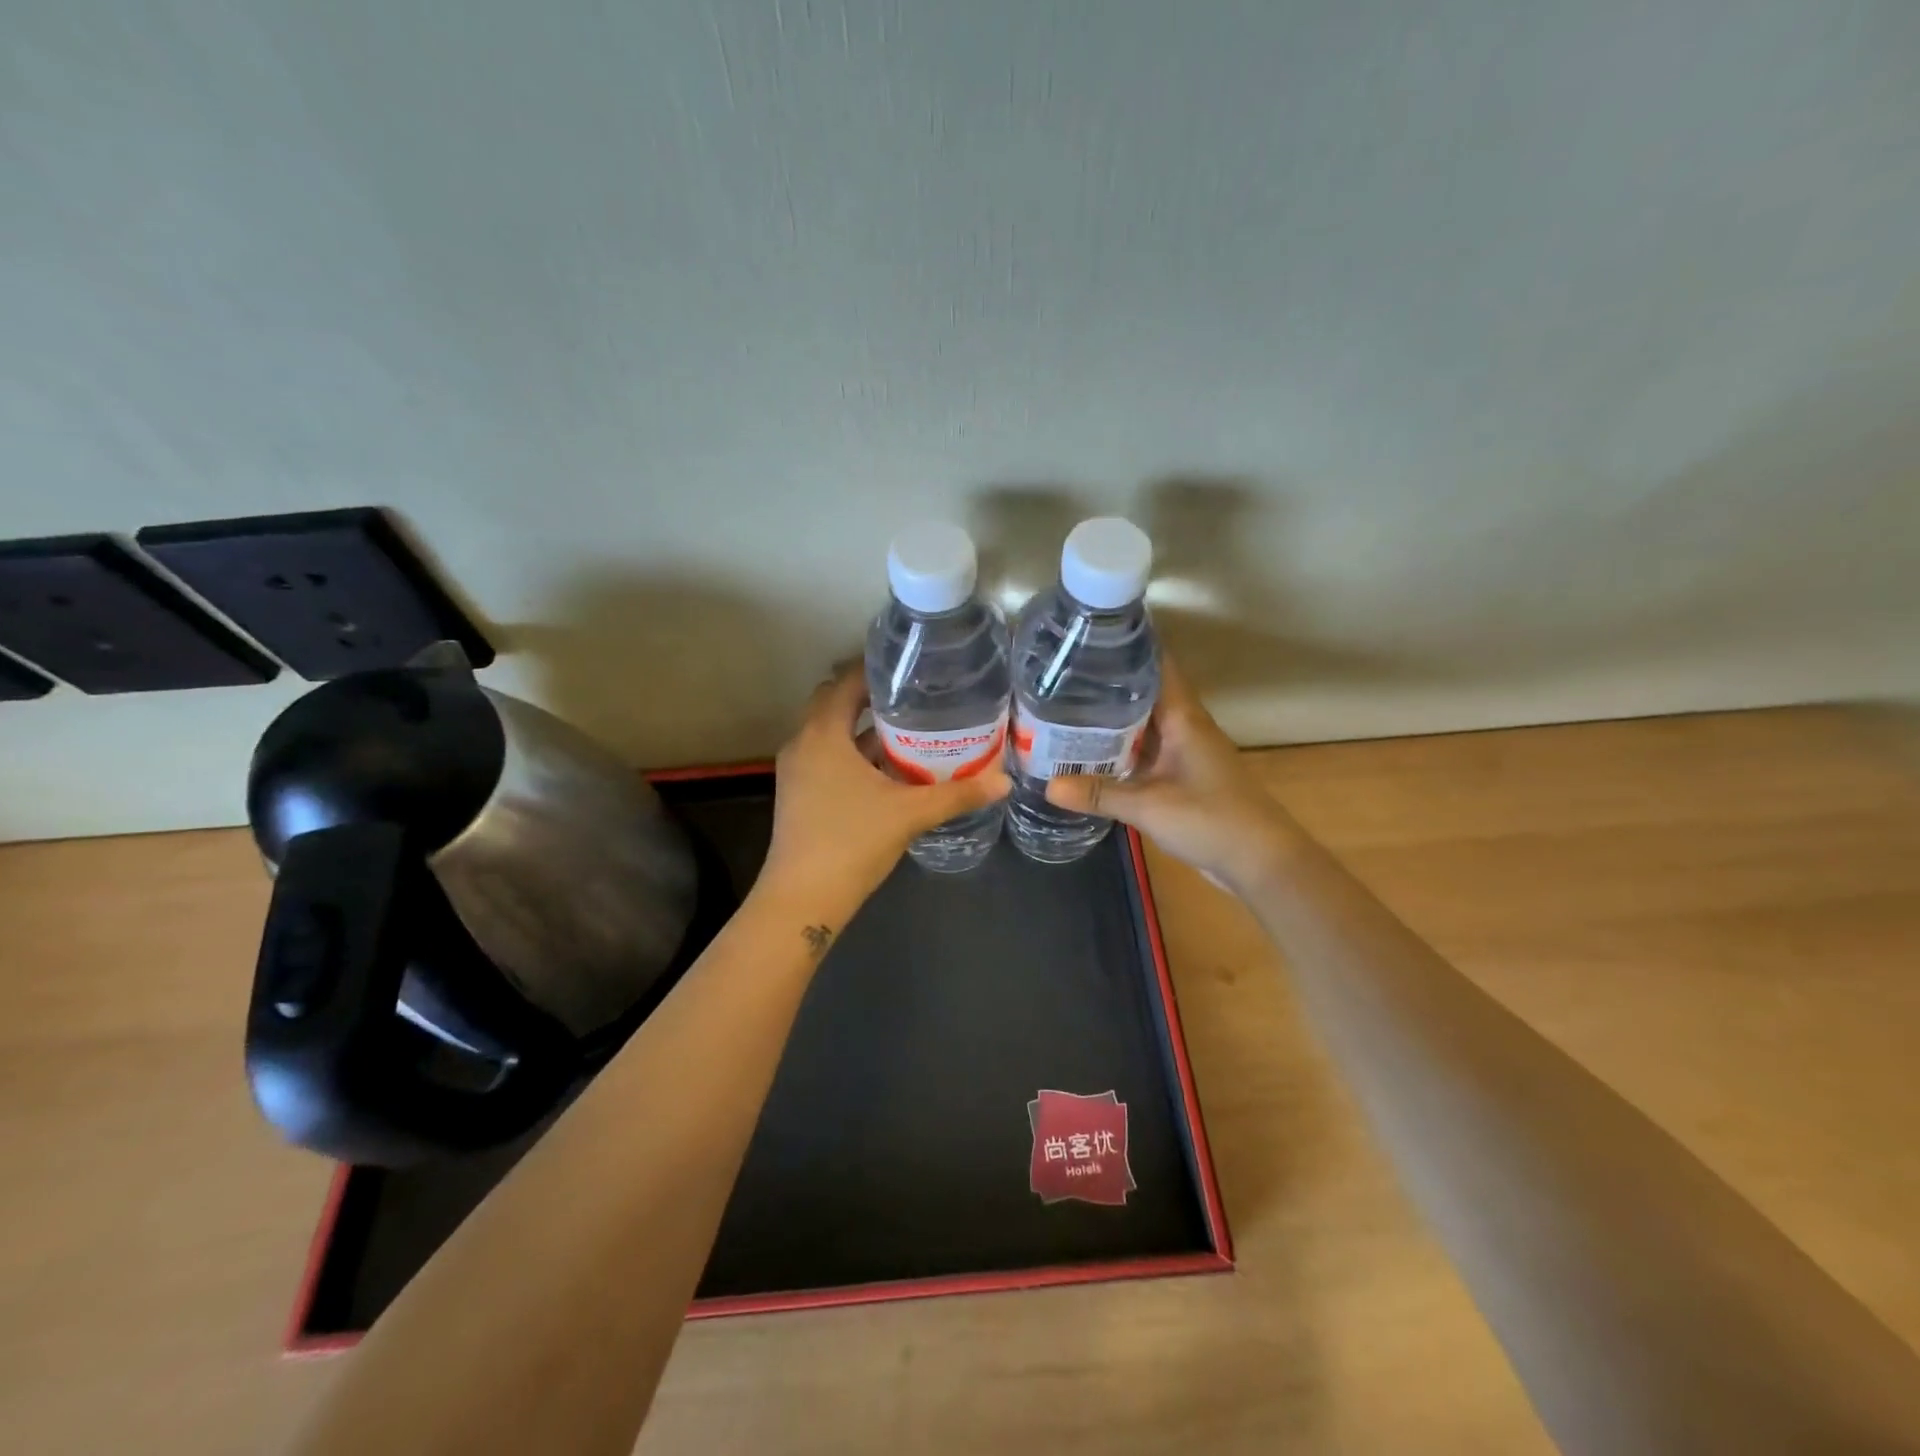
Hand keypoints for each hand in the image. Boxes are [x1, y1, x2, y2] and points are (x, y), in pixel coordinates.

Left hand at [763, 666, 1012, 911]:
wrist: (802, 898)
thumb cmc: (852, 842)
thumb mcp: (910, 813)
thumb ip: (958, 794)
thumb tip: (1004, 780)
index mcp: (823, 734)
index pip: (845, 682)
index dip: (875, 670)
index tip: (910, 666)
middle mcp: (802, 743)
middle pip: (835, 703)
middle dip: (871, 696)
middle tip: (914, 695)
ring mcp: (797, 770)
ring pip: (831, 732)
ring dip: (863, 727)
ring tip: (909, 726)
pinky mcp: (799, 792)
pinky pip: (827, 756)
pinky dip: (853, 752)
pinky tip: (888, 767)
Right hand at [1044, 655, 1294, 893]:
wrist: (1261, 861)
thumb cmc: (1211, 820)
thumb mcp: (1149, 806)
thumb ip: (1099, 793)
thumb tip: (1047, 786)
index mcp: (1183, 718)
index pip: (1156, 666)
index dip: (1126, 647)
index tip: (1088, 638)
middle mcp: (1185, 726)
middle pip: (1144, 693)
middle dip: (1107, 684)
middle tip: (1060, 675)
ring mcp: (1185, 752)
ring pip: (1144, 724)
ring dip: (1112, 718)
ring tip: (1065, 708)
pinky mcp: (1183, 776)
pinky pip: (1147, 750)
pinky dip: (1121, 748)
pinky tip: (1092, 753)